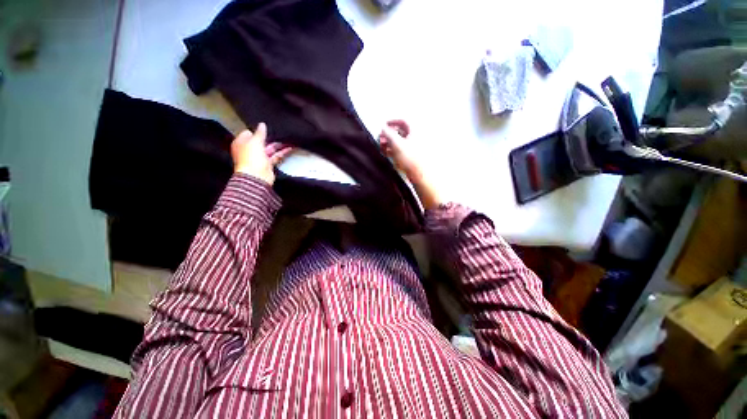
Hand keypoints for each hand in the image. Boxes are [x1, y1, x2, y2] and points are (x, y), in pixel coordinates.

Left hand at [231, 123, 293, 185]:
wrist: (256, 176)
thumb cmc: (251, 158)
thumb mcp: (255, 141)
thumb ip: (260, 132)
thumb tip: (262, 124)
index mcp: (241, 143)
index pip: (248, 133)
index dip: (256, 131)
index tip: (265, 128)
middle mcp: (249, 150)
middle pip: (260, 142)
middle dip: (269, 138)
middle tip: (278, 132)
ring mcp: (258, 158)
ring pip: (269, 149)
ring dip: (278, 145)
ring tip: (287, 139)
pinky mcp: (267, 164)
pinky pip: (275, 156)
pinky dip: (282, 153)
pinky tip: (289, 148)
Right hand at [379, 120, 441, 208]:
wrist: (420, 175)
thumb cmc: (410, 158)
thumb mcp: (396, 144)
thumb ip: (388, 134)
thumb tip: (383, 128)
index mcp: (415, 131)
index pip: (403, 121)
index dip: (392, 121)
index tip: (384, 125)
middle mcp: (416, 137)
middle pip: (401, 132)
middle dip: (389, 134)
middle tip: (381, 138)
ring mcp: (415, 148)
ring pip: (400, 142)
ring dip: (390, 143)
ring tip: (381, 147)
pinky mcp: (413, 157)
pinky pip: (402, 150)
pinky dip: (394, 150)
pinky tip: (387, 153)